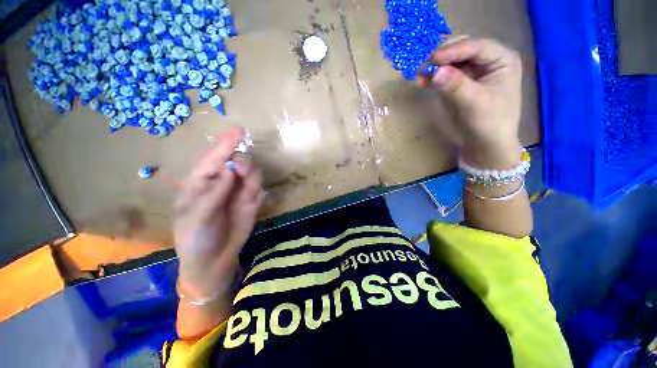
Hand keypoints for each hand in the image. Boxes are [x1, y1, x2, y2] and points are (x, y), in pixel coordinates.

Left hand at [174, 127, 264, 298]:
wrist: (213, 260)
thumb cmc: (195, 237)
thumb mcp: (196, 216)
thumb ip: (214, 192)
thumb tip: (230, 169)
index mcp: (201, 182)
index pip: (214, 157)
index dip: (226, 143)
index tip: (239, 131)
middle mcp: (222, 182)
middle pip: (236, 162)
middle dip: (243, 162)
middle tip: (243, 169)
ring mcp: (238, 192)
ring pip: (251, 174)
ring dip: (252, 176)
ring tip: (248, 190)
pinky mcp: (251, 202)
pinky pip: (259, 190)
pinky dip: (257, 192)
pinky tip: (251, 203)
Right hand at [418, 36, 523, 168]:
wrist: (484, 144)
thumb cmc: (489, 123)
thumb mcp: (475, 103)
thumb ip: (456, 86)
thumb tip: (435, 73)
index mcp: (501, 60)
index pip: (477, 47)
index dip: (455, 50)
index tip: (433, 59)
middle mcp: (485, 61)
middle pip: (461, 49)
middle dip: (442, 56)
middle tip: (424, 67)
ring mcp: (469, 72)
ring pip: (448, 61)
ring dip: (433, 67)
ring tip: (419, 75)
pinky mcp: (456, 84)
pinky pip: (441, 76)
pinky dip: (430, 78)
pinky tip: (420, 83)